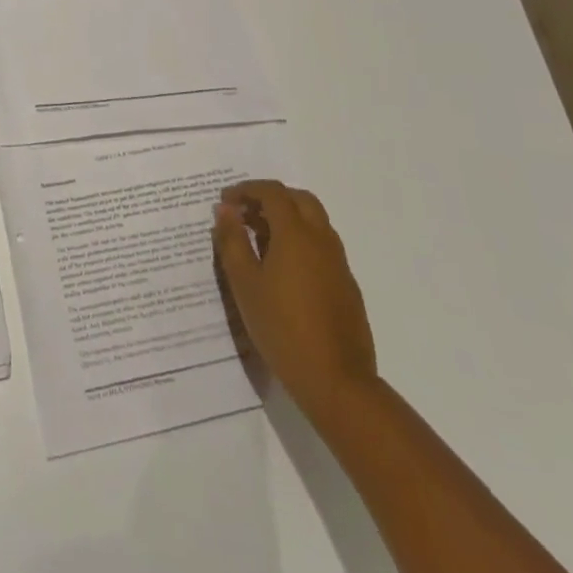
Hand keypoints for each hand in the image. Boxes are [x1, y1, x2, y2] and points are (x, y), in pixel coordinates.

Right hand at [212, 179, 376, 429]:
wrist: (337, 382)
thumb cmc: (282, 328)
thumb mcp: (245, 284)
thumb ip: (232, 241)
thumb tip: (225, 209)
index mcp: (295, 234)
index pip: (272, 192)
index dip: (247, 190)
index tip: (226, 201)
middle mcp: (321, 239)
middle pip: (299, 199)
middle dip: (271, 198)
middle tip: (246, 214)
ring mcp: (339, 263)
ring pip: (315, 221)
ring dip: (288, 218)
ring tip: (260, 240)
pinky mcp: (347, 285)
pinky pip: (323, 246)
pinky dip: (302, 241)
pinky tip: (284, 270)